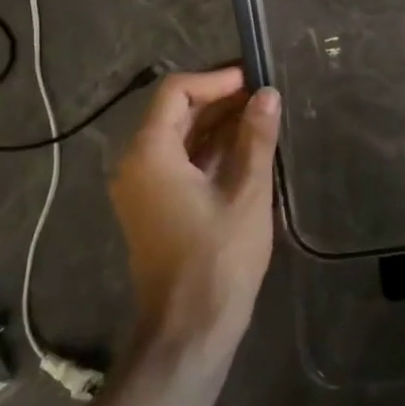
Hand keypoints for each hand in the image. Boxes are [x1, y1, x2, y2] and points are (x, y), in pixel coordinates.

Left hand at [108, 67, 280, 353]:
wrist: (190, 328)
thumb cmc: (219, 258)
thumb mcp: (247, 192)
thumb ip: (256, 138)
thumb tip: (267, 94)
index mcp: (150, 154)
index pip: (176, 92)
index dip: (216, 79)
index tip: (254, 77)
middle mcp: (137, 164)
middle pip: (175, 112)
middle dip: (220, 99)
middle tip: (265, 93)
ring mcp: (143, 187)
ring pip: (180, 137)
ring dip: (218, 123)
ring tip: (263, 114)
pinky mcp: (156, 206)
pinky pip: (181, 162)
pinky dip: (211, 149)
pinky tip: (248, 146)